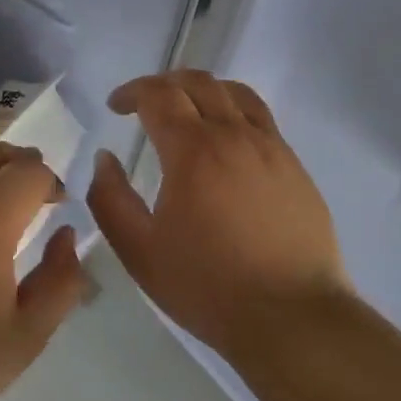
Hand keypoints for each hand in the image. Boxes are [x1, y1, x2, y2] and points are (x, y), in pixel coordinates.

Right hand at [87, 70, 350, 359]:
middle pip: (198, 82)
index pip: (158, 95)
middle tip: (144, 103)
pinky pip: (261, 119)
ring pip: (236, 93)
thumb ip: (111, 199)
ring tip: (187, 110)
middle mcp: (234, 135)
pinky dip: (234, 112)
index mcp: (193, 150)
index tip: (116, 106)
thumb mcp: (139, 251)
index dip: (131, 92)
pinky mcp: (295, 166)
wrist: (292, 317)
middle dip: (164, 83)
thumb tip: (106, 158)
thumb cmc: (207, 286)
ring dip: (203, 90)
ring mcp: (272, 148)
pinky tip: (226, 143)